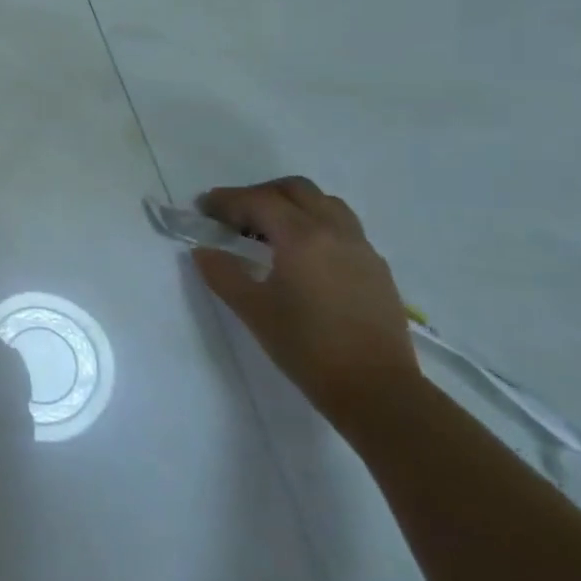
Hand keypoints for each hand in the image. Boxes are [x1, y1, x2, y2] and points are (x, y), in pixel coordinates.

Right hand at [195, 177, 419, 429]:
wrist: (377, 391)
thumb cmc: (307, 347)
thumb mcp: (253, 310)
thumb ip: (223, 274)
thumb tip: (204, 251)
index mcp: (302, 237)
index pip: (259, 201)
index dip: (227, 200)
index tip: (203, 208)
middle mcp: (335, 232)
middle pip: (295, 189)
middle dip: (260, 194)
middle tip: (234, 215)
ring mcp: (361, 248)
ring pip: (325, 204)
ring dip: (292, 205)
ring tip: (269, 232)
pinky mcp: (376, 269)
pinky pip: (343, 227)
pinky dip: (316, 225)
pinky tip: (302, 256)